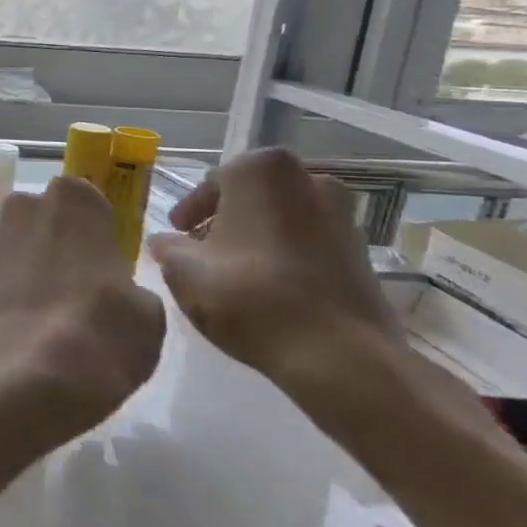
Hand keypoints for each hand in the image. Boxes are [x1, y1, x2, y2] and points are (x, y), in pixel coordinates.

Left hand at [0, 176, 166, 435]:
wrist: (29, 369)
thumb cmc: (103, 328)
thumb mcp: (146, 310)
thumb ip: (127, 285)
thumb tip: (114, 291)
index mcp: (73, 201)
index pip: (83, 197)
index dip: (91, 227)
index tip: (102, 256)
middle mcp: (24, 209)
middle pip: (41, 217)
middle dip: (54, 241)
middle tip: (76, 284)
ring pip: (14, 246)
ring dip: (27, 267)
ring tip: (48, 312)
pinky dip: (7, 294)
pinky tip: (23, 327)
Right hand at [145, 147, 395, 394]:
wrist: (339, 355)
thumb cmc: (249, 296)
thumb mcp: (183, 270)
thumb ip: (167, 247)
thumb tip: (164, 241)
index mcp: (262, 171)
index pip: (213, 182)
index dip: (190, 210)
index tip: (177, 233)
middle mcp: (309, 180)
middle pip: (252, 196)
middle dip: (226, 219)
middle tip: (201, 249)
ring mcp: (344, 216)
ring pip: (283, 218)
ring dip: (256, 237)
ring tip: (233, 272)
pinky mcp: (363, 253)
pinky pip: (309, 243)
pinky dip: (285, 256)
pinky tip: (268, 287)